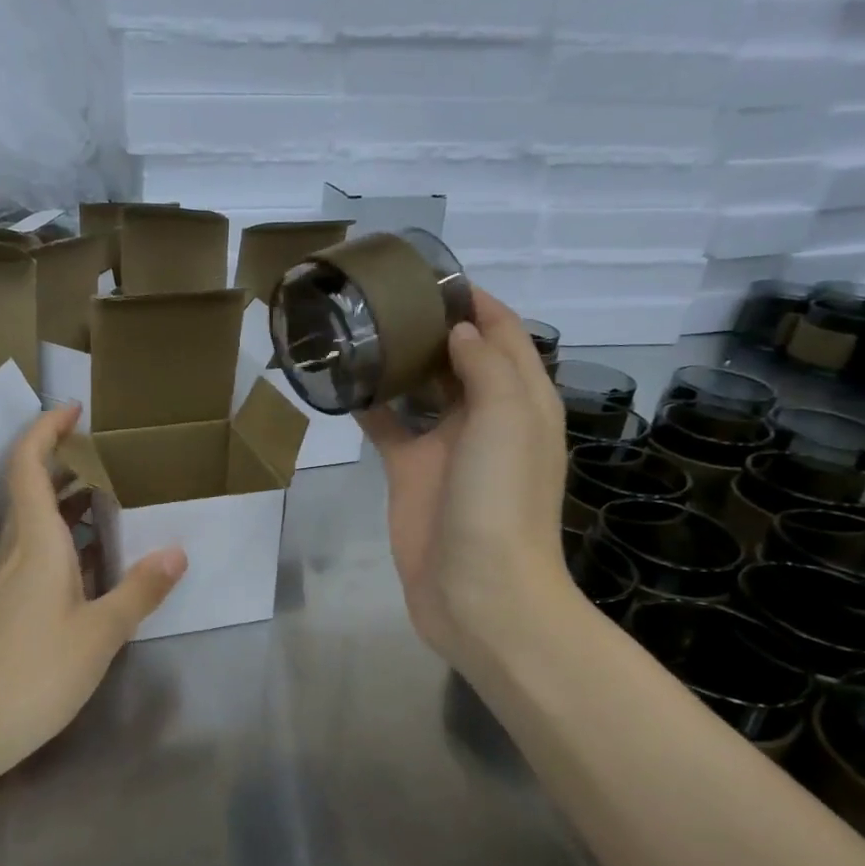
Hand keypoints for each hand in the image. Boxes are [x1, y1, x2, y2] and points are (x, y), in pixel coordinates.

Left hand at [0, 405, 186, 768]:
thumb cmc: (32, 673)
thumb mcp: (98, 634)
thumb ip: (138, 590)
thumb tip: (176, 551)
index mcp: (34, 541)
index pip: (28, 465)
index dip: (46, 429)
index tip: (74, 409)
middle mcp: (13, 550)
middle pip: (31, 489)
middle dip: (67, 465)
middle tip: (111, 459)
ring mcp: (1, 580)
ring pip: (33, 525)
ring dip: (67, 506)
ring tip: (112, 505)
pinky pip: (33, 556)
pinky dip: (62, 544)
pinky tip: (92, 567)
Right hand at [360, 291, 576, 673]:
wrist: (479, 590)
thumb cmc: (501, 500)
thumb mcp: (507, 420)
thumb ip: (486, 366)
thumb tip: (459, 332)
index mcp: (523, 401)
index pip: (506, 335)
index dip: (478, 302)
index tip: (433, 275)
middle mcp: (487, 418)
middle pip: (461, 358)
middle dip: (432, 327)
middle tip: (383, 299)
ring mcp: (447, 447)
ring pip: (422, 391)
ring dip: (399, 363)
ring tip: (359, 330)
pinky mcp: (412, 472)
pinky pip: (390, 429)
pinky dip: (370, 407)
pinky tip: (342, 385)